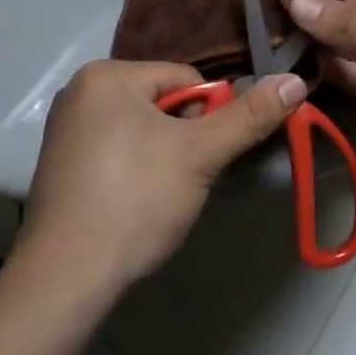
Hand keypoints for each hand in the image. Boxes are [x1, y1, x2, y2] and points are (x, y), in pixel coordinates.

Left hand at [19, 60, 305, 290]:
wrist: (65, 280)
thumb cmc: (135, 200)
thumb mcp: (199, 154)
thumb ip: (249, 116)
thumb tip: (295, 80)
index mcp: (106, 74)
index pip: (185, 79)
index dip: (206, 119)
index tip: (200, 159)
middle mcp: (80, 91)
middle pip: (162, 103)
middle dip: (182, 139)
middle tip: (180, 181)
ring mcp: (65, 129)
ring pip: (142, 130)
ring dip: (162, 157)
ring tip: (157, 198)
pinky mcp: (60, 165)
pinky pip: (116, 151)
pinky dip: (134, 172)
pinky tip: (133, 205)